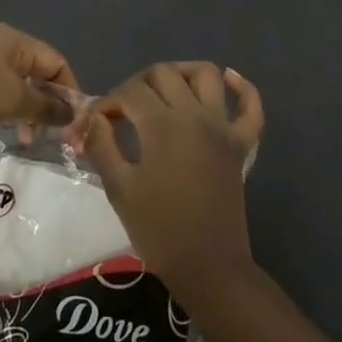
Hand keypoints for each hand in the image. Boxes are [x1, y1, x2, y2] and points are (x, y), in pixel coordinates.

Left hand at [0, 24, 78, 147]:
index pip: (56, 61)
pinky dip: (7, 111)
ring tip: (28, 139)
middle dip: (49, 103)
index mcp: (14, 40)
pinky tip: (5, 132)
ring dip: (28, 111)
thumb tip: (73, 113)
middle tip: (55, 136)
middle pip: (37, 72)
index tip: (75, 124)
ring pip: (16, 86)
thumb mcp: (13, 100)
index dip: (70, 91)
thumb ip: (47, 106)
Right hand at [81, 62, 263, 298]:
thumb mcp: (119, 187)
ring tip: (163, 90)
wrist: (208, 268)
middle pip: (163, 74)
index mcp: (162, 124)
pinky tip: (226, 80)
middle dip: (137, 85)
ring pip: (206, 74)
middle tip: (123, 112)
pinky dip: (241, 87)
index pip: (128, 93)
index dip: (106, 104)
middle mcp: (194, 115)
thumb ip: (101, 144)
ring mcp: (222, 127)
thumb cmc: (158, 230)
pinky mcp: (241, 144)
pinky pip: (250, 106)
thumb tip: (91, 117)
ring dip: (182, 73)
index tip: (94, 126)